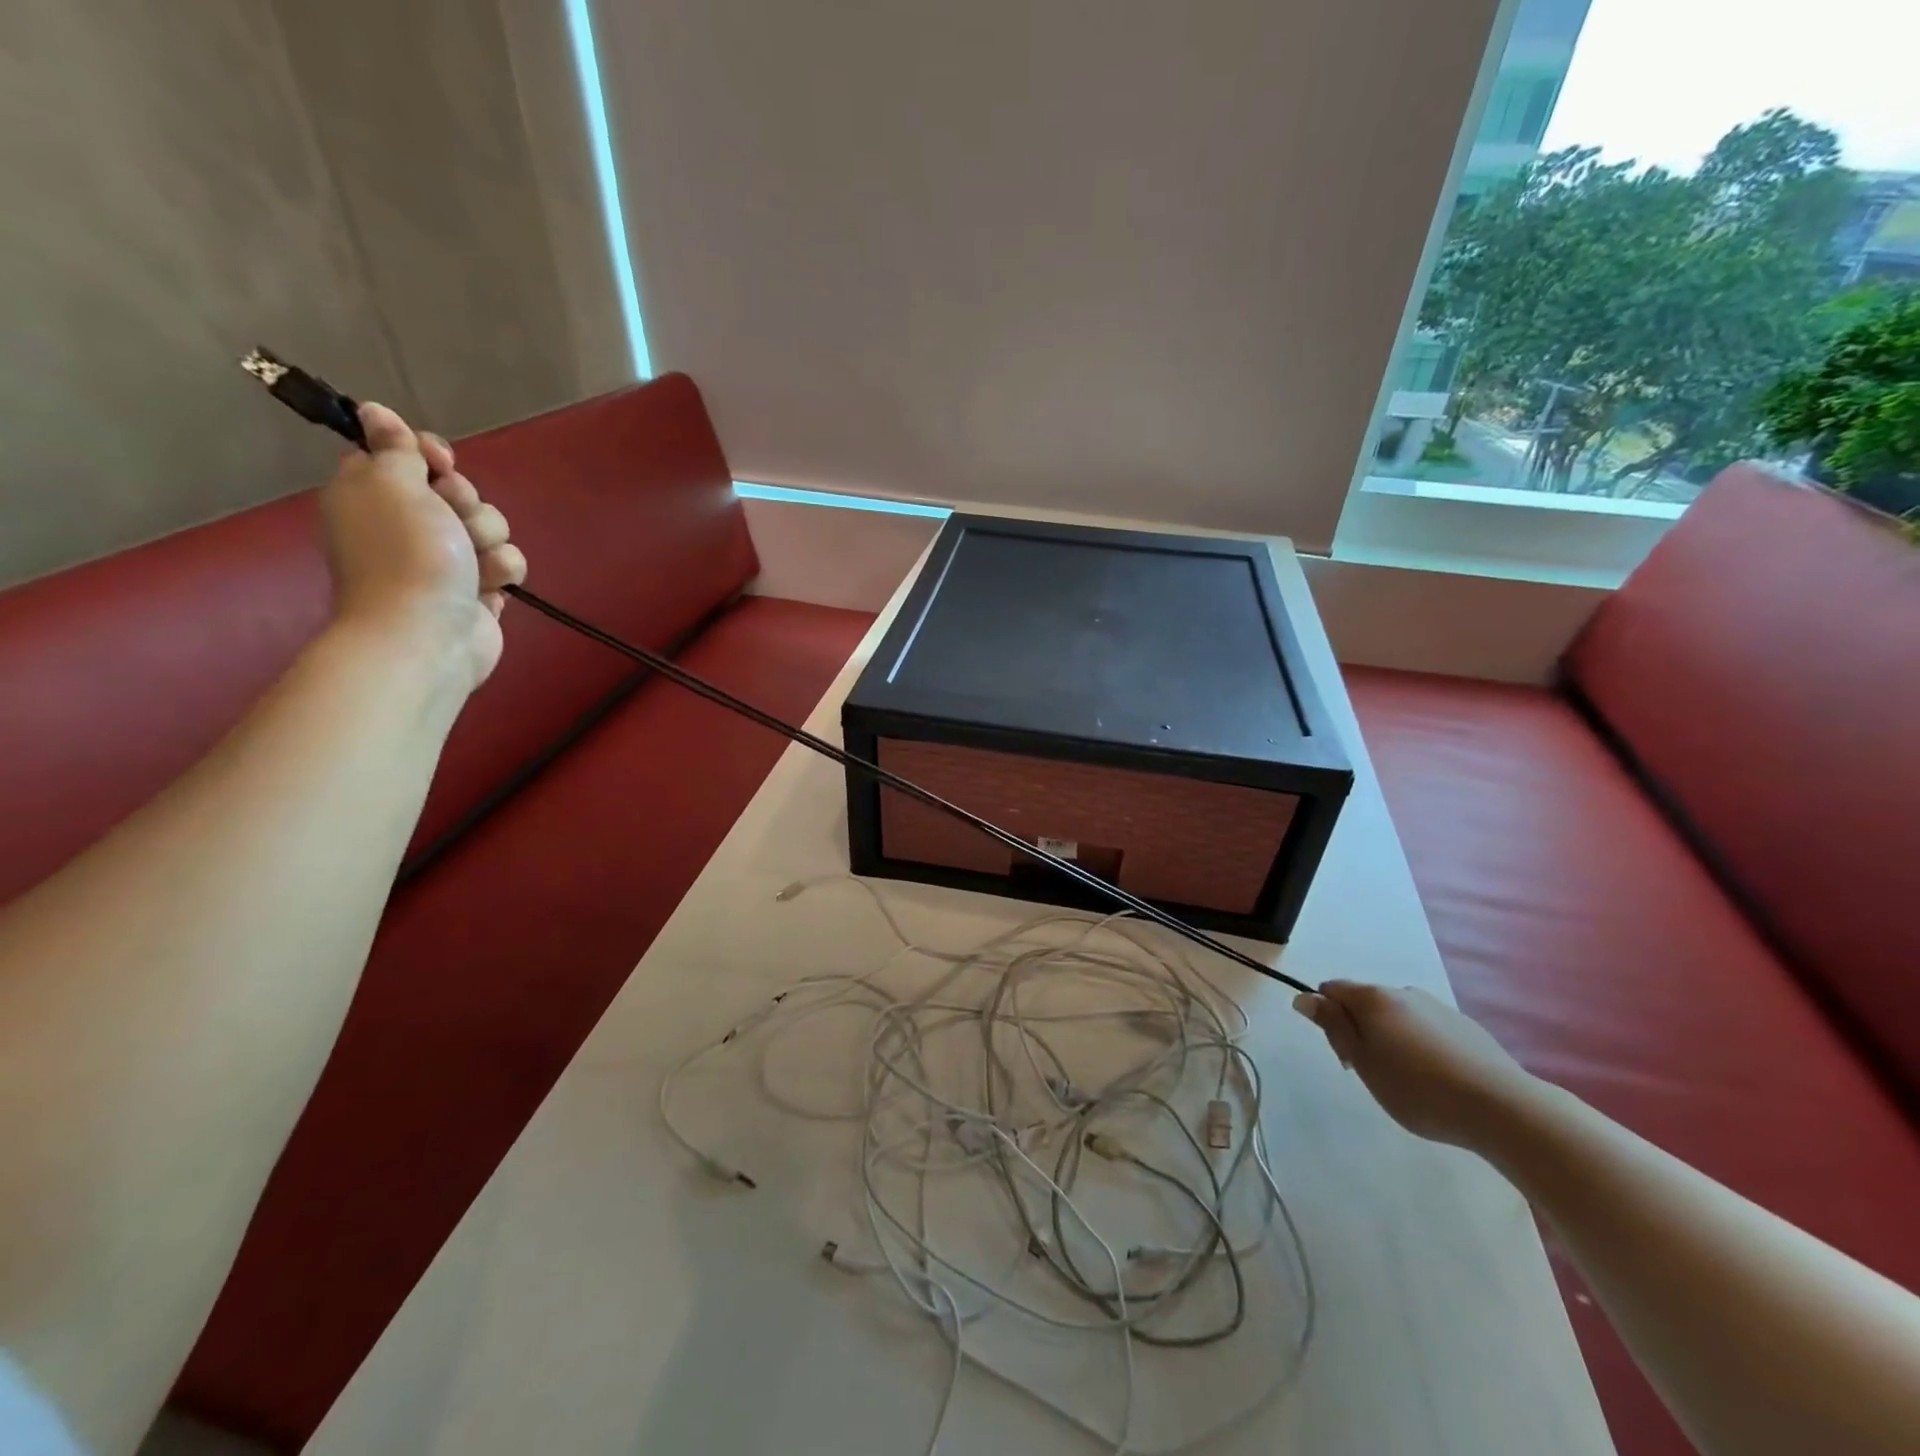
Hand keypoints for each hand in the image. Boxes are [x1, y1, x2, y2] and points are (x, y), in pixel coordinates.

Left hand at [320, 403, 526, 689]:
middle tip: (452, 519)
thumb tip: (374, 411)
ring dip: (488, 539)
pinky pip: (505, 565)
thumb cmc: (406, 553)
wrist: (427, 633)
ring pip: (489, 527)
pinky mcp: (478, 590)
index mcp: (374, 494)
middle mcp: (408, 524)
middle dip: (467, 502)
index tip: (439, 462)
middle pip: (458, 491)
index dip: (429, 455)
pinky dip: (501, 573)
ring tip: (474, 562)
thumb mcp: (393, 484)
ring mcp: (445, 560)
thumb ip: (394, 448)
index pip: (407, 455)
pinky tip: (489, 587)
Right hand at [1293, 981, 1542, 1149]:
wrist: (1503, 1108)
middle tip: (1373, 1074)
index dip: (1328, 1018)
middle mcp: (1404, 992)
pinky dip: (1422, 1047)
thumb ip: (1333, 1027)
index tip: (1345, 1056)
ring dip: (1391, 1039)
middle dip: (1360, 1030)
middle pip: (1365, 1003)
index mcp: (1373, 997)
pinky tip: (1438, 1080)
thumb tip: (1304, 997)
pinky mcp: (1467, 1027)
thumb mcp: (1364, 1062)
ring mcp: (1438, 1007)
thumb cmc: (1418, 1089)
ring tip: (1409, 1081)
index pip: (1331, 990)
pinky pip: (1428, 1029)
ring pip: (1398, 1016)